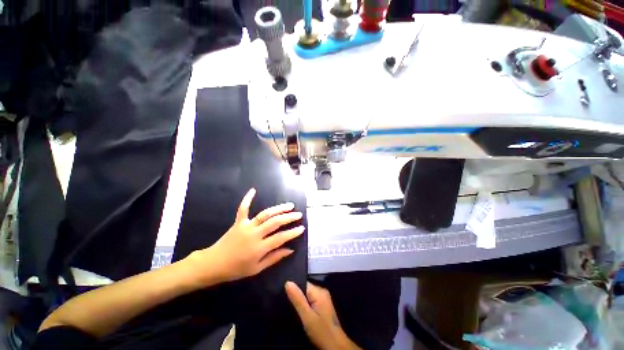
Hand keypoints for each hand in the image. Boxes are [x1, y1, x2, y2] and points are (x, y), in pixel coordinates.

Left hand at [190, 188, 303, 283]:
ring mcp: (246, 226)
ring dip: (278, 209)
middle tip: (298, 214)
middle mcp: (255, 234)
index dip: (293, 232)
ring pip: (265, 214)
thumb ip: (274, 258)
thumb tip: (290, 249)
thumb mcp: (257, 268)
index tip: (302, 228)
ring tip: (289, 206)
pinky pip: (243, 208)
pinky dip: (248, 199)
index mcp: (260, 247)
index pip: (281, 238)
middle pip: (275, 223)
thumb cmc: (236, 269)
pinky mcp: (238, 222)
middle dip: (289, 217)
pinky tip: (253, 190)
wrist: (214, 264)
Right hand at [285, 282, 360, 349]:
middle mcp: (322, 292)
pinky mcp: (322, 307)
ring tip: (289, 306)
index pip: (303, 283)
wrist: (336, 346)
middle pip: (305, 288)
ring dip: (299, 301)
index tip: (282, 293)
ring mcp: (323, 299)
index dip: (293, 287)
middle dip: (296, 295)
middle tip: (285, 302)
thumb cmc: (321, 331)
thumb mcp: (307, 317)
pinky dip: (304, 305)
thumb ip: (297, 299)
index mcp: (319, 291)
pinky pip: (310, 300)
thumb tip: (288, 282)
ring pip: (307, 295)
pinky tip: (299, 311)